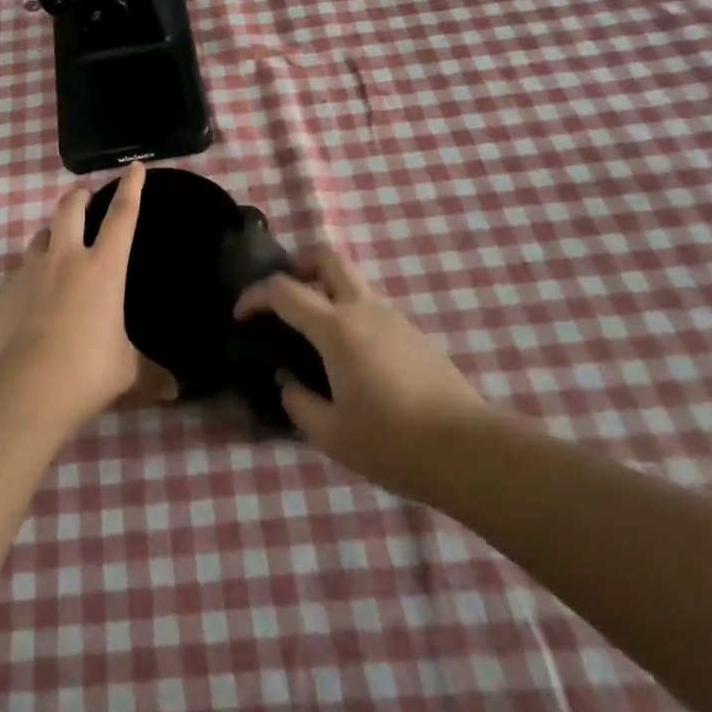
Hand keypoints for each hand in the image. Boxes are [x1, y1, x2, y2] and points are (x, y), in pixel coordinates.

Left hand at [0, 163, 174, 431]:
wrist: (25, 389)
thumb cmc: (87, 372)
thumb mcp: (127, 373)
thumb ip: (151, 374)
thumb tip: (176, 391)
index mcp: (103, 268)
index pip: (123, 216)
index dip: (131, 188)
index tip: (135, 167)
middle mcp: (64, 259)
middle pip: (69, 207)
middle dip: (79, 197)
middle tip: (86, 200)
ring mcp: (28, 274)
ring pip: (38, 237)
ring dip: (51, 236)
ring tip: (57, 250)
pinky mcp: (2, 296)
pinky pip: (16, 279)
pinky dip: (26, 284)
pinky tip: (29, 306)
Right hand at [234, 246, 486, 496]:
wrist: (471, 453)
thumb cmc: (393, 442)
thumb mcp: (331, 434)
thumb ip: (298, 402)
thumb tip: (288, 381)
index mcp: (336, 328)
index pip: (284, 290)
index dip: (254, 296)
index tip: (240, 315)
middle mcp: (364, 309)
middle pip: (327, 258)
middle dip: (298, 264)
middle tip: (283, 296)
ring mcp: (394, 318)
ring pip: (352, 282)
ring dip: (326, 292)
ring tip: (313, 337)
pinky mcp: (415, 335)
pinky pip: (371, 309)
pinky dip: (349, 315)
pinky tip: (350, 361)